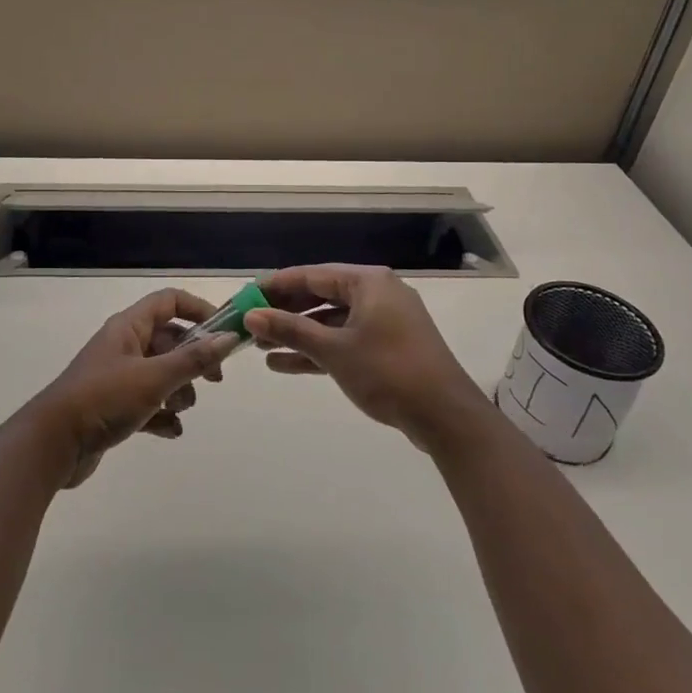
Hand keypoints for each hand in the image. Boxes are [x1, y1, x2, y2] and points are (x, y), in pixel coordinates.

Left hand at [31, 289, 236, 488]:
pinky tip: (170, 431)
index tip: (224, 331)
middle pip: (169, 340)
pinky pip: (148, 403)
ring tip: (179, 408)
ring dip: (178, 391)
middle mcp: (123, 346)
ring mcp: (117, 377)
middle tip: (213, 380)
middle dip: (193, 359)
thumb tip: (228, 338)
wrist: (54, 444)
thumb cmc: (104, 399)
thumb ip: (193, 359)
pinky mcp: (113, 407)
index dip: (198, 309)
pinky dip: (162, 415)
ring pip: (161, 374)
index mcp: (128, 327)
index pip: (169, 301)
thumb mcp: (154, 378)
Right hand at [244, 264, 487, 451]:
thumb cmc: (387, 371)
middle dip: (284, 312)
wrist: (445, 417)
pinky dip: (317, 351)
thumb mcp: (333, 350)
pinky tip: (283, 364)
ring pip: (330, 322)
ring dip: (297, 334)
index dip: (276, 286)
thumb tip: (251, 315)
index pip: (312, 275)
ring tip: (260, 346)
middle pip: (320, 296)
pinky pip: (343, 341)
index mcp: (368, 282)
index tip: (246, 295)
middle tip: (250, 323)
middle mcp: (376, 294)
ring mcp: (383, 322)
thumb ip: (290, 329)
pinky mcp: (386, 348)